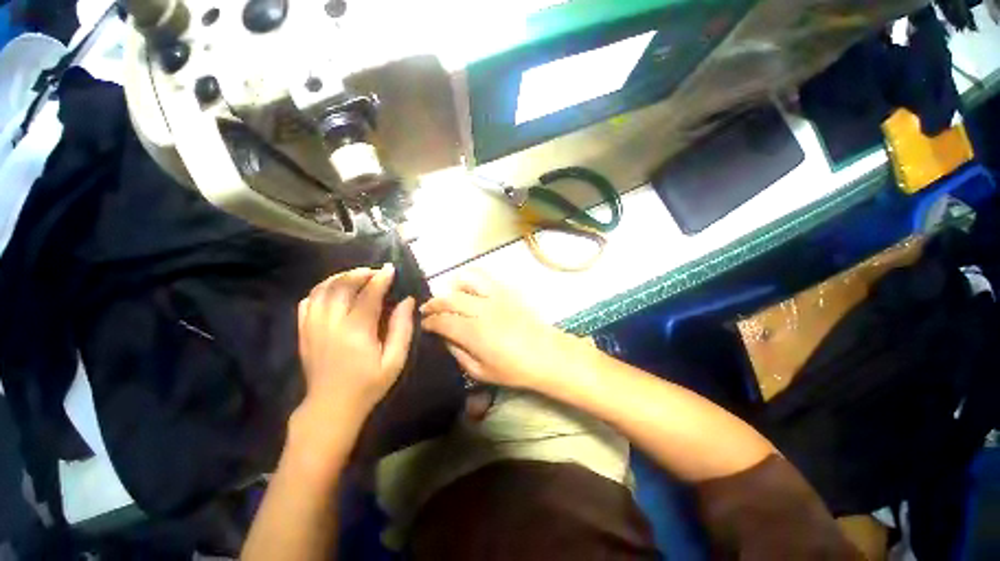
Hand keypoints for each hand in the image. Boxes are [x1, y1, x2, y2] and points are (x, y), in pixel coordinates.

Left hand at [296, 264, 414, 431]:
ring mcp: (313, 326)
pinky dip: (321, 289)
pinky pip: (308, 301)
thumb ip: (402, 328)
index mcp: (357, 330)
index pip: (369, 294)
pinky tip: (334, 290)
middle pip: (341, 286)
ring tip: (356, 276)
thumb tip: (407, 301)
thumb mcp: (395, 360)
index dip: (381, 278)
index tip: (391, 268)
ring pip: (322, 289)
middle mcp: (331, 323)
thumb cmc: (369, 384)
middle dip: (360, 273)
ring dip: (340, 277)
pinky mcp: (303, 331)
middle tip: (375, 272)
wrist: (331, 407)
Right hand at [420, 270, 583, 390]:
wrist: (546, 354)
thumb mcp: (481, 371)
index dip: (429, 322)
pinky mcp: (506, 292)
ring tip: (448, 297)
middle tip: (427, 311)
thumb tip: (445, 339)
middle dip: (433, 304)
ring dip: (451, 288)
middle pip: (448, 299)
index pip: (442, 321)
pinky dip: (470, 279)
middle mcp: (481, 310)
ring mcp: (495, 297)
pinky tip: (469, 289)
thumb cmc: (514, 369)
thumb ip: (458, 354)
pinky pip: (484, 278)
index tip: (423, 325)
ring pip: (465, 281)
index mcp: (473, 333)